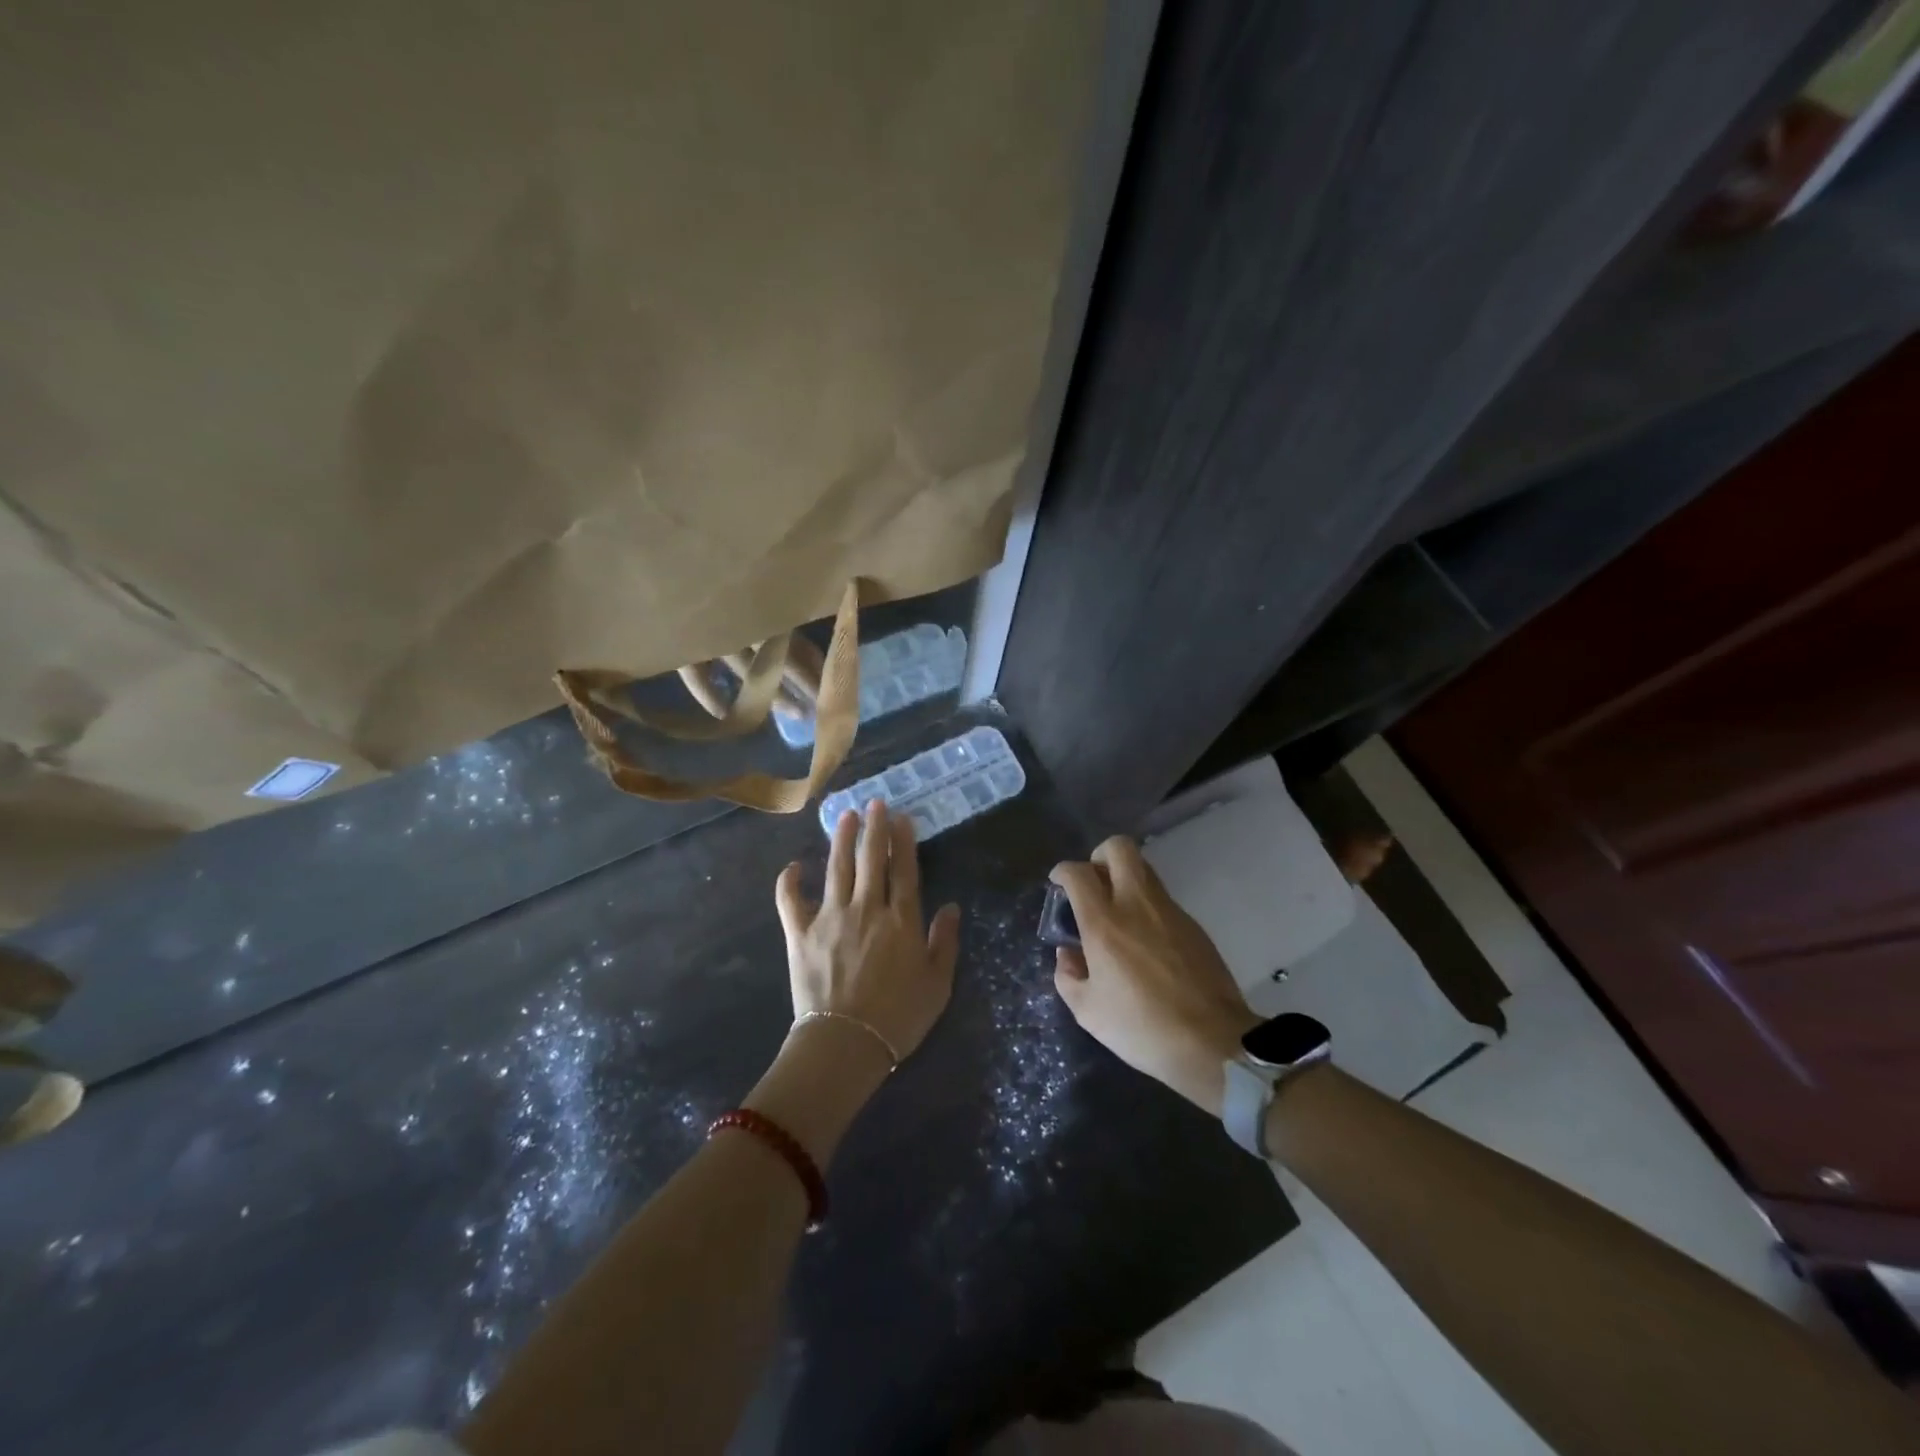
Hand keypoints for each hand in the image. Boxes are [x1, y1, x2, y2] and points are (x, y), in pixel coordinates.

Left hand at [774, 799, 961, 1070]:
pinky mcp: (800, 933)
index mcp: (901, 920)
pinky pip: (790, 900)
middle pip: (870, 859)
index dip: (903, 841)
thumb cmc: (898, 1018)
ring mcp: (830, 917)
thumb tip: (951, 907)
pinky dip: (790, 881)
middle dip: (873, 828)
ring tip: (844, 815)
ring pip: (836, 867)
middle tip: (874, 803)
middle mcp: (866, 908)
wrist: (845, 1044)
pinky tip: (794, 866)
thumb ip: (944, 942)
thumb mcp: (937, 984)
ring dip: (840, 839)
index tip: (901, 817)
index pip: (904, 870)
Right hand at [1050, 836, 1257, 1116]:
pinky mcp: (1193, 925)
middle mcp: (1136, 905)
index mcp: (1104, 924)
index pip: (1078, 873)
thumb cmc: (1142, 1029)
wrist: (1213, 1043)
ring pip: (1144, 869)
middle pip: (1118, 848)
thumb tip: (1068, 953)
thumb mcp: (1088, 1012)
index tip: (1058, 884)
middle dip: (1099, 857)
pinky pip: (1162, 899)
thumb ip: (1068, 976)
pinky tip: (1145, 942)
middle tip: (1092, 886)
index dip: (1062, 872)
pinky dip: (1146, 906)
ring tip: (1116, 914)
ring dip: (1124, 879)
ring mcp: (1170, 911)